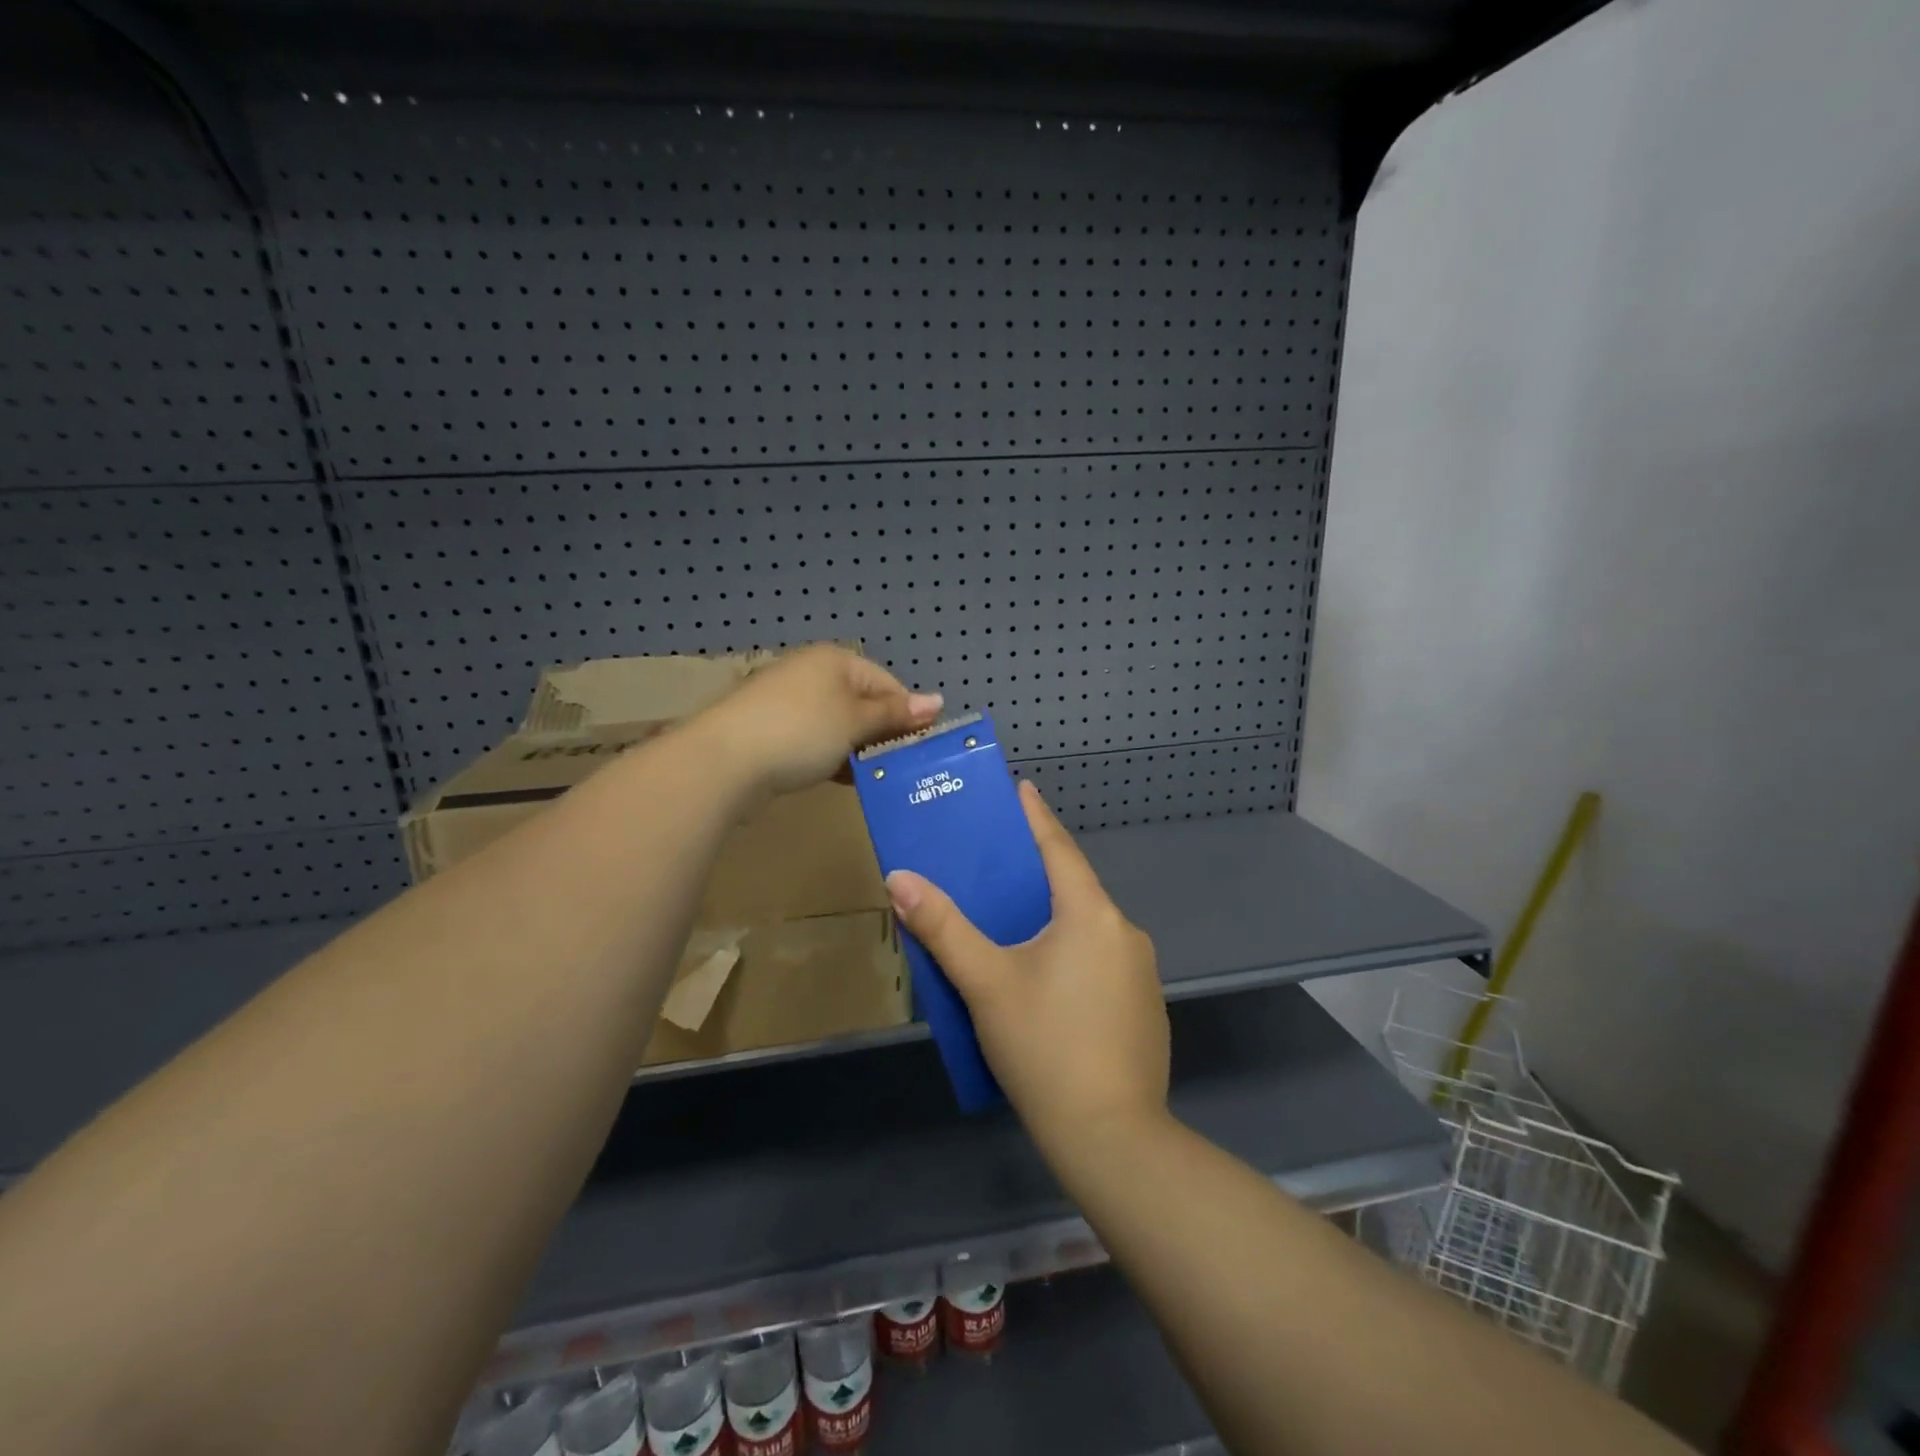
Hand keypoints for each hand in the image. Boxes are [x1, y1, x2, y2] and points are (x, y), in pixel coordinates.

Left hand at [696, 644, 942, 796]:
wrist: (724, 760)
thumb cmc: (801, 732)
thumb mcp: (856, 722)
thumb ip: (895, 714)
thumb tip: (938, 701)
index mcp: (835, 660)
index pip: (886, 683)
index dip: (908, 714)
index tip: (921, 748)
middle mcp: (811, 673)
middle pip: (861, 703)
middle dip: (882, 734)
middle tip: (900, 767)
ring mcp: (787, 701)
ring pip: (837, 724)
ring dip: (857, 749)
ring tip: (874, 777)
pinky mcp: (770, 729)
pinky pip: (813, 739)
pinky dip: (830, 756)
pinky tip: (840, 778)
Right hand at [885, 780, 1169, 1151]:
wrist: (1112, 1138)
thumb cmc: (1045, 1047)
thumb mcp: (986, 983)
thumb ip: (942, 928)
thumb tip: (900, 878)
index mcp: (1091, 915)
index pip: (1059, 848)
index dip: (1036, 816)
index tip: (1021, 787)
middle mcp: (1124, 933)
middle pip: (1074, 889)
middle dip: (1037, 875)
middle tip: (998, 869)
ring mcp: (1142, 973)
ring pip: (1087, 930)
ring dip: (1053, 922)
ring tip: (1013, 932)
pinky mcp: (1144, 1009)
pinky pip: (1100, 964)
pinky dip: (1072, 957)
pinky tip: (1047, 987)